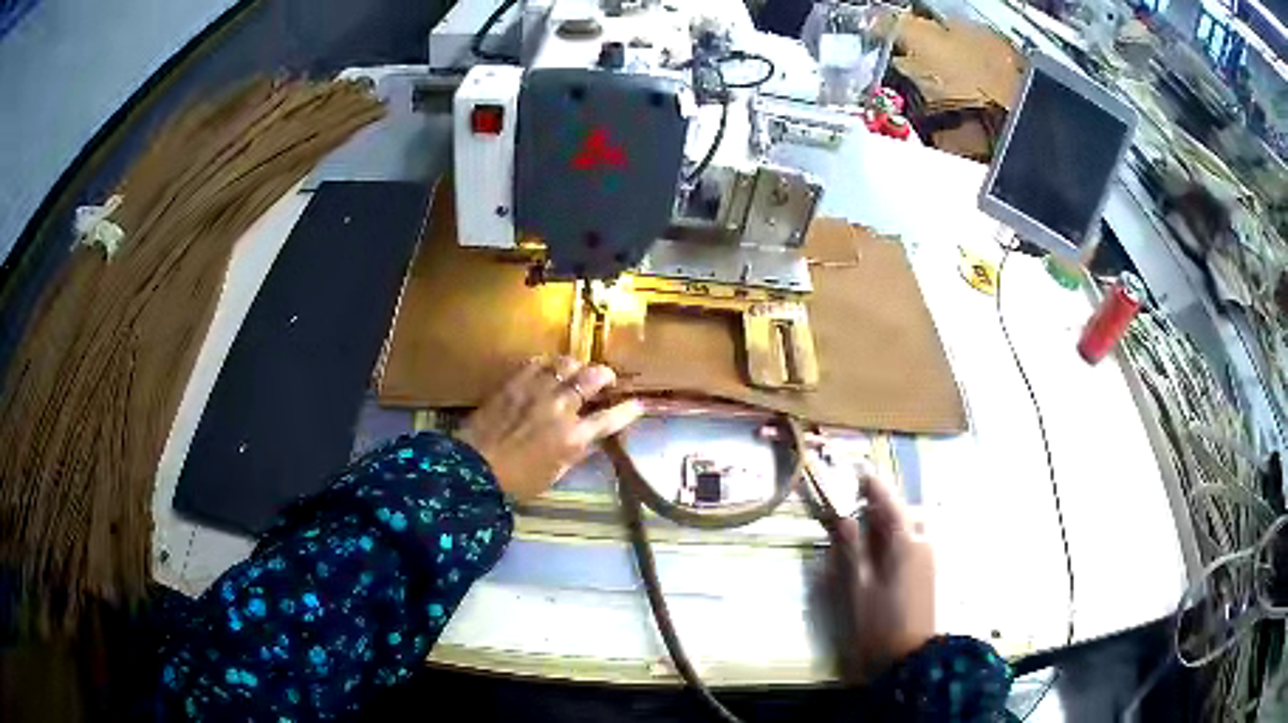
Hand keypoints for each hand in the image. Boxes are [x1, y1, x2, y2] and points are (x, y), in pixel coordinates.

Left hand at [456, 357, 642, 501]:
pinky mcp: (514, 383)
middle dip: (605, 375)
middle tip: (607, 378)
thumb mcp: (555, 474)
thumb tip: (589, 438)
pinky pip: (537, 362)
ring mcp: (537, 391)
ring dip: (577, 365)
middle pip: (592, 379)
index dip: (628, 410)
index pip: (611, 419)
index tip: (638, 404)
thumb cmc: (518, 482)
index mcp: (574, 438)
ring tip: (577, 368)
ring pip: (567, 364)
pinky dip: (548, 362)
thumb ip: (576, 452)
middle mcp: (561, 409)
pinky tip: (548, 367)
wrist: (474, 469)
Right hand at [821, 470, 934, 683]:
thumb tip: (843, 517)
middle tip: (855, 508)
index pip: (889, 502)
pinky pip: (912, 542)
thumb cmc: (880, 623)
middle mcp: (922, 542)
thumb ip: (851, 549)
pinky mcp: (927, 572)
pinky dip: (895, 539)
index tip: (858, 469)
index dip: (873, 485)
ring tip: (863, 532)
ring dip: (889, 523)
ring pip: (909, 528)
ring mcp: (928, 557)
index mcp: (906, 542)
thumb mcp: (858, 587)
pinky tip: (878, 555)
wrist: (910, 656)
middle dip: (882, 506)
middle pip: (903, 512)